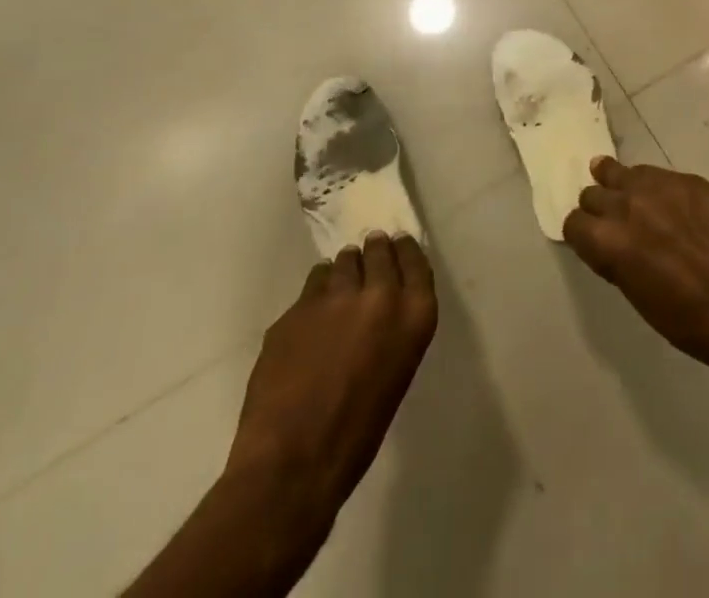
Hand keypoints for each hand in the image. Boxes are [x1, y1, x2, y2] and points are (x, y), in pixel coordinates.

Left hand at [225, 234, 436, 533]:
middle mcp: (379, 295)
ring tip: (338, 286)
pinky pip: (313, 285)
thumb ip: (393, 330)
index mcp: (413, 316)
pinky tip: (312, 315)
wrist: (292, 463)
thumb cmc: (356, 434)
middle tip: (368, 257)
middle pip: (379, 251)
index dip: (405, 251)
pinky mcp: (298, 306)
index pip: (416, 262)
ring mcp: (335, 296)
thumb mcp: (395, 374)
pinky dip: (316, 293)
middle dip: (374, 252)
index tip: (399, 244)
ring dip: (343, 270)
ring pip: (342, 262)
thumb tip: (379, 310)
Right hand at [562, 158, 708, 374]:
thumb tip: (613, 244)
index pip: (573, 223)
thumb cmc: (689, 321)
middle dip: (598, 207)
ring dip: (619, 184)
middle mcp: (626, 206)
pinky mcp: (689, 179)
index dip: (581, 233)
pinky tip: (665, 198)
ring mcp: (659, 187)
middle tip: (612, 220)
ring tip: (625, 190)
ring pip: (621, 172)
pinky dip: (653, 185)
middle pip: (593, 193)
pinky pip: (657, 173)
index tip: (591, 240)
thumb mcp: (638, 295)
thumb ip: (618, 260)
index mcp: (608, 242)